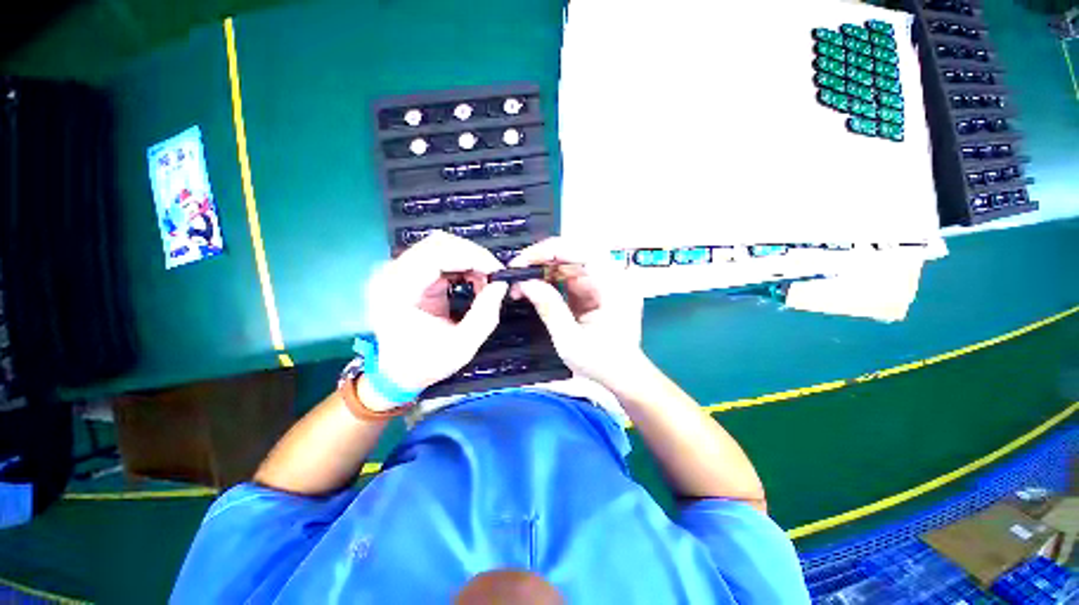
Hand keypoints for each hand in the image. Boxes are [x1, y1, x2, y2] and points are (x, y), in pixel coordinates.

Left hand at [365, 232, 507, 399]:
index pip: (436, 254)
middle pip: (438, 243)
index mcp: (397, 291)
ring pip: (440, 246)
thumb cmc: (425, 363)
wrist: (396, 373)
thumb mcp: (462, 346)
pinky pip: (439, 256)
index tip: (497, 271)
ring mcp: (397, 271)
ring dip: (468, 258)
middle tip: (494, 275)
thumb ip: (485, 314)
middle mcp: (391, 274)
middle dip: (473, 255)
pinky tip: (472, 279)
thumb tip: (500, 285)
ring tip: (484, 280)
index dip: (472, 257)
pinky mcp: (408, 273)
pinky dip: (461, 264)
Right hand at [509, 238, 645, 387]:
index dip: (546, 252)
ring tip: (522, 283)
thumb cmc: (601, 362)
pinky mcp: (597, 287)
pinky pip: (571, 274)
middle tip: (516, 273)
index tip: (520, 263)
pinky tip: (536, 287)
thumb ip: (548, 308)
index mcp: (614, 286)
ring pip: (570, 261)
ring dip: (544, 269)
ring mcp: (606, 280)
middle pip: (573, 252)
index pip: (579, 252)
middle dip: (541, 259)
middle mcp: (613, 276)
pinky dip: (551, 278)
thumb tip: (524, 283)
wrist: (622, 375)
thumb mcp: (569, 340)